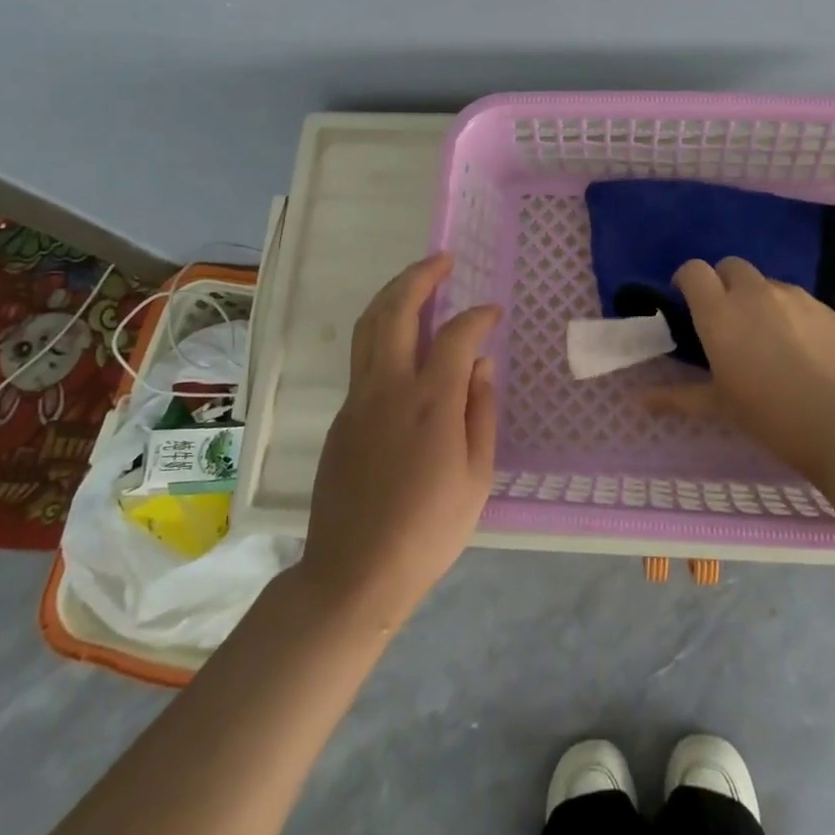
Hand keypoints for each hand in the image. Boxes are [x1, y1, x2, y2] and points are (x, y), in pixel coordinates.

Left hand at [298, 253, 499, 631]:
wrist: (354, 573)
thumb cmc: (429, 530)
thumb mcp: (476, 475)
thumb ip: (481, 411)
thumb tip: (482, 364)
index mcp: (430, 401)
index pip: (456, 335)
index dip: (478, 316)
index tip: (494, 313)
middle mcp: (388, 387)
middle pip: (397, 311)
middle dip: (420, 276)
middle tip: (443, 260)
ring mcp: (357, 400)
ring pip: (369, 328)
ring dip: (393, 296)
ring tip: (417, 281)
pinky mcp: (340, 417)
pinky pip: (362, 359)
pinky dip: (382, 332)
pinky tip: (402, 343)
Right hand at [645, 257, 834, 482]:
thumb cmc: (771, 416)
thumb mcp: (720, 407)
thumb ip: (678, 397)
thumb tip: (640, 401)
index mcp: (720, 313)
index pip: (694, 271)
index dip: (687, 280)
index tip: (687, 302)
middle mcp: (753, 294)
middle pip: (730, 266)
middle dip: (722, 283)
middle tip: (726, 319)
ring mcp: (794, 297)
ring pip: (766, 282)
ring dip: (756, 298)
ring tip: (765, 336)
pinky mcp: (825, 308)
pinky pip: (797, 299)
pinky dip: (788, 311)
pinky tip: (799, 346)